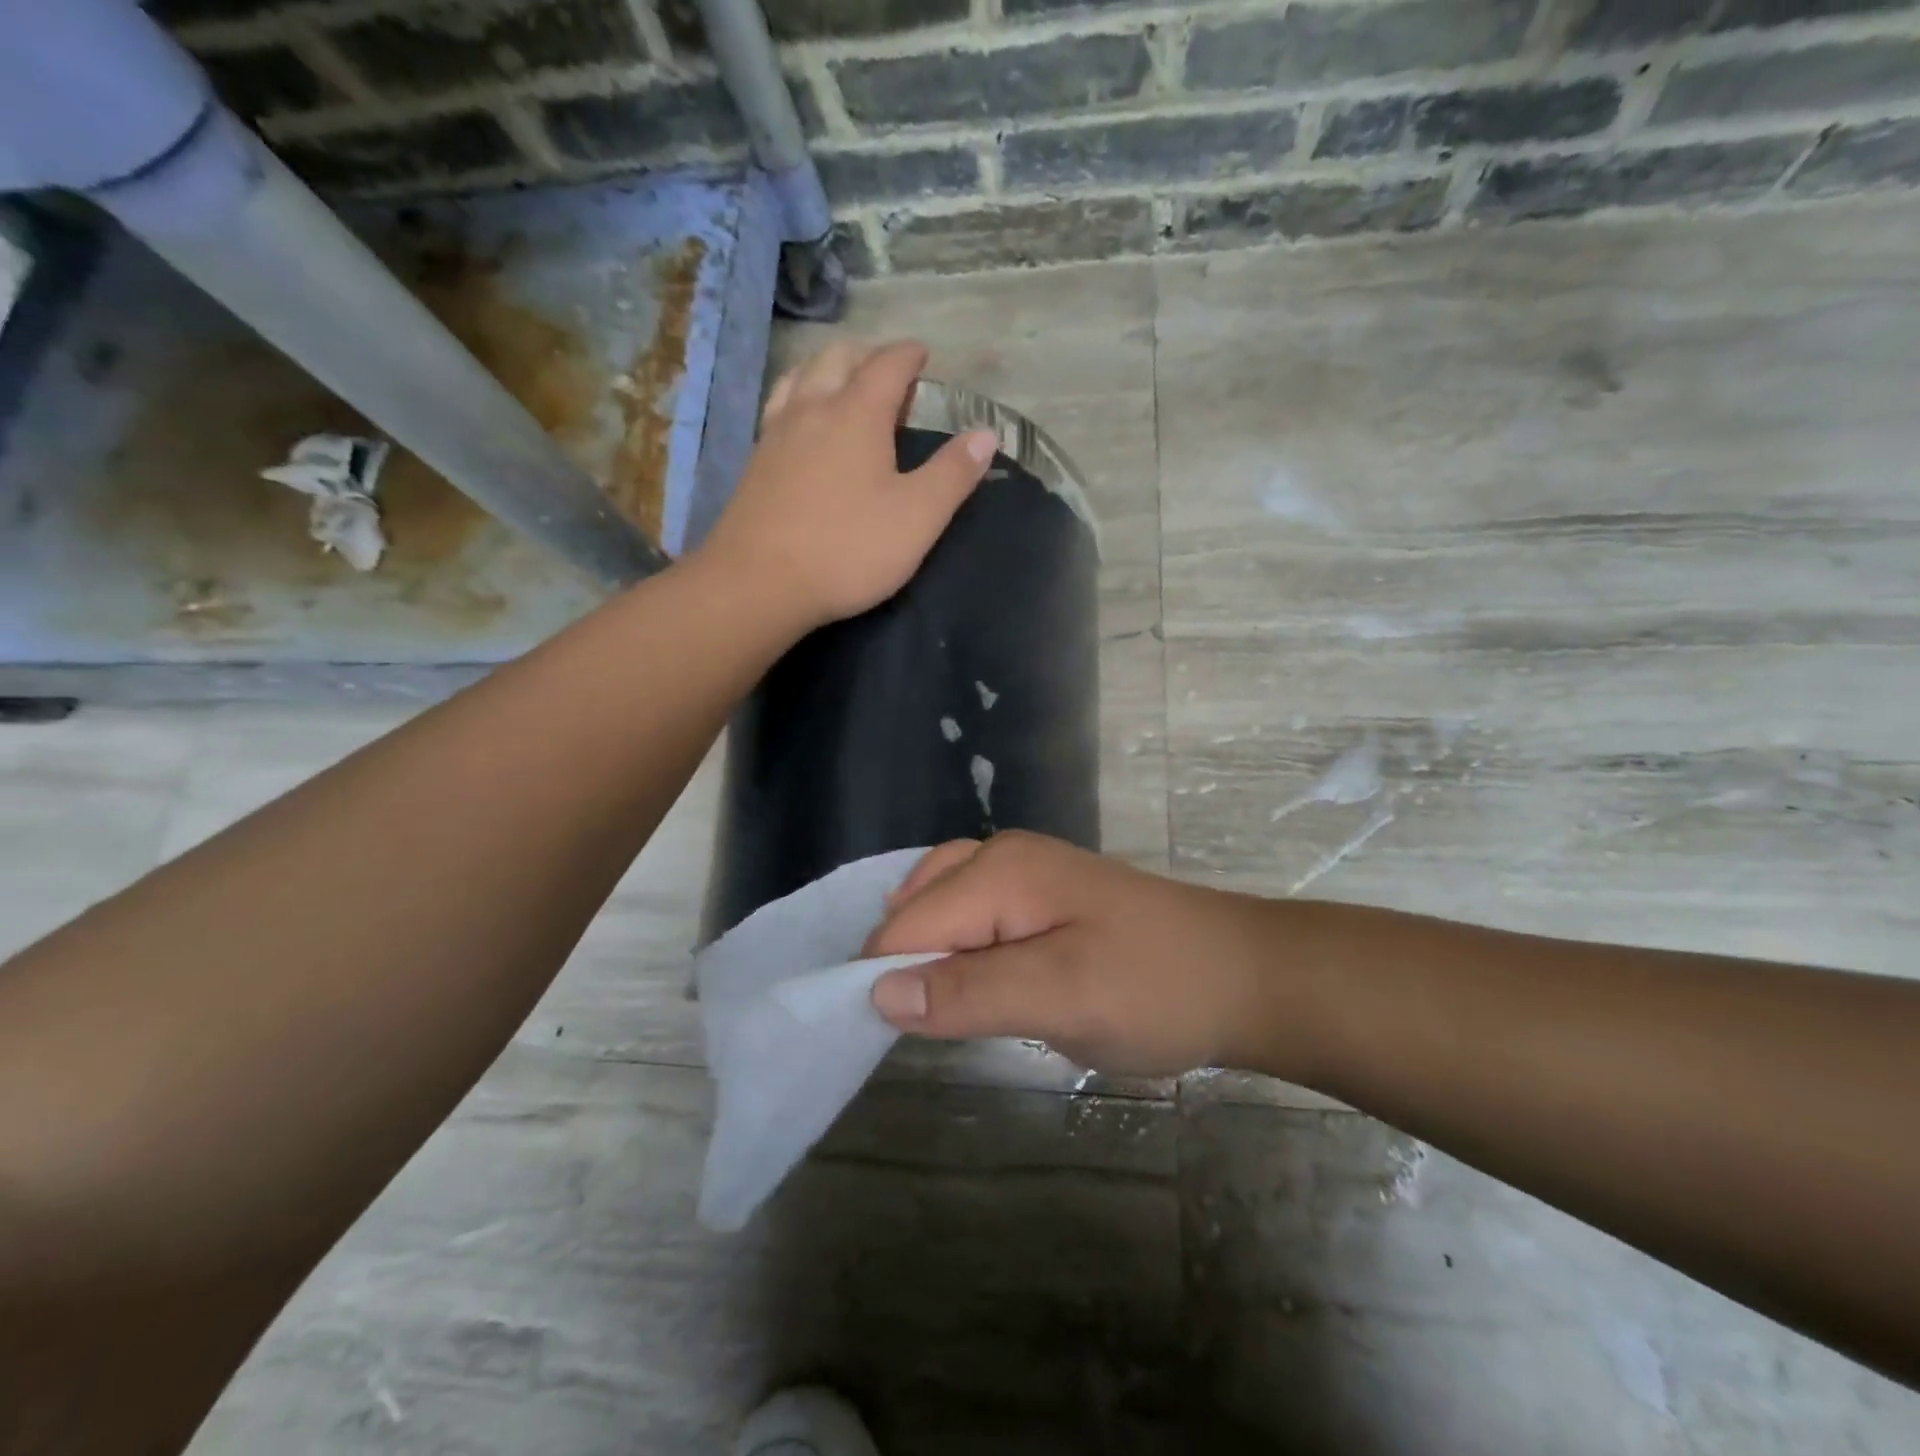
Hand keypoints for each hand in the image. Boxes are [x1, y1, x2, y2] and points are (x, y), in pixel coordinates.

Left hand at [695, 340, 997, 630]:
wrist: (759, 582)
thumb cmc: (848, 548)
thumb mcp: (918, 517)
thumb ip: (953, 473)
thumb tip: (987, 433)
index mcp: (857, 413)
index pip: (887, 364)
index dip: (909, 355)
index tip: (922, 354)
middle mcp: (812, 409)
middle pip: (837, 358)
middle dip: (867, 356)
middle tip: (888, 376)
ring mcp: (776, 434)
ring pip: (800, 377)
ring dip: (827, 370)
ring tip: (843, 387)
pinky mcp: (755, 463)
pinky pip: (779, 407)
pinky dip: (800, 398)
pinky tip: (803, 426)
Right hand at [864, 832, 1309, 1078]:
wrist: (1244, 976)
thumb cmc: (1156, 988)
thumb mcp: (1062, 997)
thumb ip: (969, 992)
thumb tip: (878, 993)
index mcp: (998, 871)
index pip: (905, 925)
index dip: (885, 982)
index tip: (884, 1042)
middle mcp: (1000, 856)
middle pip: (916, 908)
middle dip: (903, 964)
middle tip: (924, 1029)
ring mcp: (1024, 871)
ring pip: (940, 906)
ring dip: (928, 956)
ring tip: (939, 1009)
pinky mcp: (1042, 895)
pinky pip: (972, 913)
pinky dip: (957, 947)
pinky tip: (970, 981)